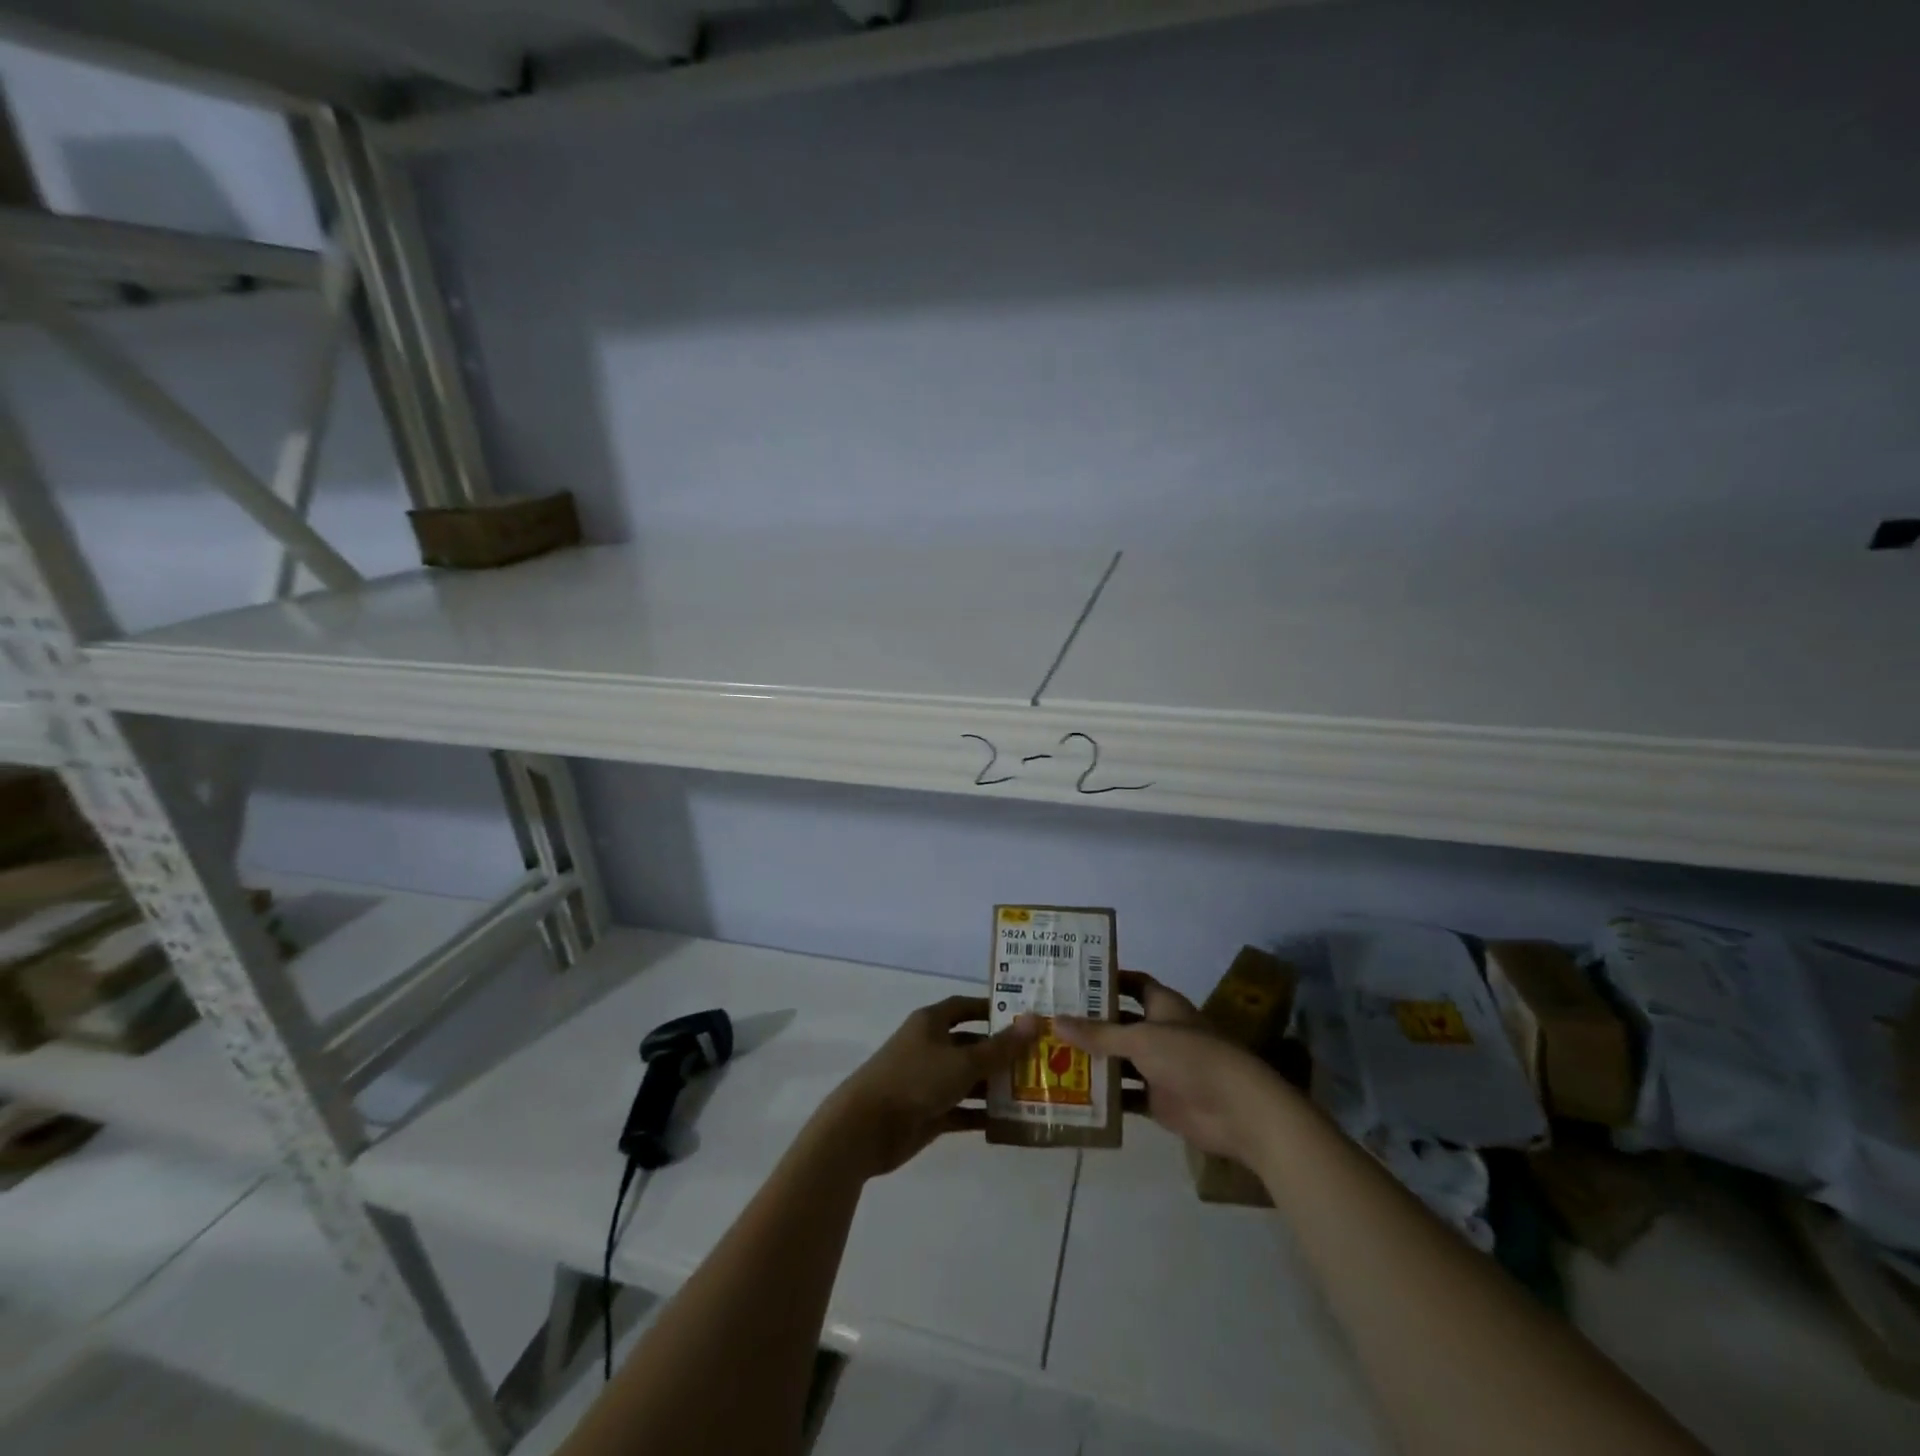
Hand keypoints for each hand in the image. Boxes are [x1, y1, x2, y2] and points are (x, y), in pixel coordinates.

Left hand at [815, 996, 1039, 1179]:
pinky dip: (981, 1114)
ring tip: (1032, 1092)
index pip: (965, 1006)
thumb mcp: (963, 1062)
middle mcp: (930, 1047)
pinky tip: (1009, 1121)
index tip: (1022, 1017)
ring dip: (994, 1085)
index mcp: (931, 1022)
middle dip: (1000, 1052)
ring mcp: (928, 1081)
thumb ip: (999, 1047)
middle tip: (1037, 1060)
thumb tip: (1033, 1020)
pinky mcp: (927, 1112)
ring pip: (968, 1078)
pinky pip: (961, 1109)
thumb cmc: (915, 1080)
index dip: (991, 1009)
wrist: (865, 1128)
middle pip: (970, 1044)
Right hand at [1056, 971, 1284, 1165]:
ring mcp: (1160, 1067)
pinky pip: (1126, 1094)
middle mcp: (1160, 1032)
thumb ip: (1098, 1033)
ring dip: (1094, 1060)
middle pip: (1120, 1022)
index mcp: (1162, 1005)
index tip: (1074, 978)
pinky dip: (1106, 1096)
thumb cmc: (1190, 1057)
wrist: (1236, 1110)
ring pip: (1120, 1059)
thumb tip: (1054, 1020)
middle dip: (1091, 1022)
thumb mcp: (1140, 1039)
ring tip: (1052, 1055)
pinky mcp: (1159, 1100)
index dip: (1108, 979)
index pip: (1132, 983)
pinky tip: (1074, 1095)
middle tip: (1050, 1019)